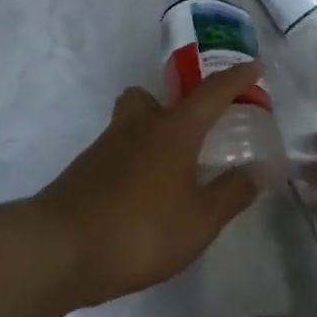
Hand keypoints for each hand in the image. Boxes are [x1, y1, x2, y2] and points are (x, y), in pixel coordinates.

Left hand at [33, 63, 263, 308]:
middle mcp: (138, 126)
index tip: (254, 67)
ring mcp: (106, 146)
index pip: (212, 93)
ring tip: (171, 174)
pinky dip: (134, 163)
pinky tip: (143, 197)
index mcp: (173, 130)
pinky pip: (117, 152)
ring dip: (152, 136)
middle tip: (193, 133)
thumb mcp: (198, 222)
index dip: (236, 79)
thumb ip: (230, 194)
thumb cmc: (140, 230)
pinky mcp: (84, 169)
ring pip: (132, 123)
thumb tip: (257, 170)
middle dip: (174, 106)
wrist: (59, 249)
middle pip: (153, 97)